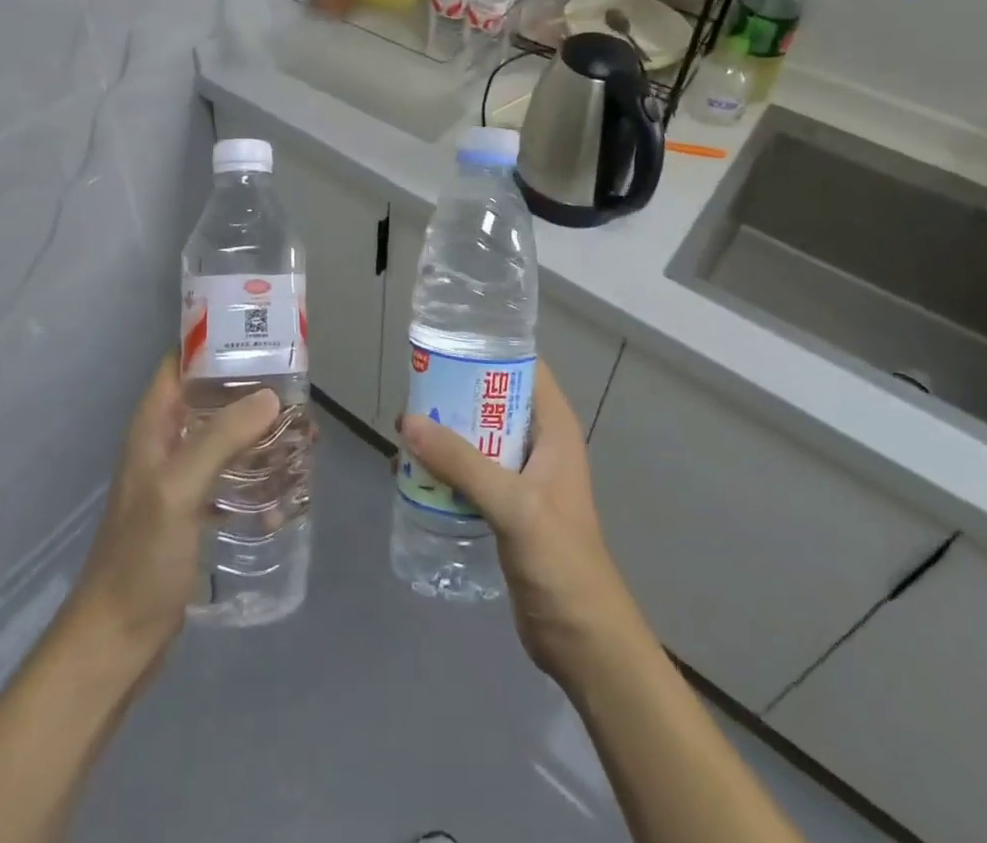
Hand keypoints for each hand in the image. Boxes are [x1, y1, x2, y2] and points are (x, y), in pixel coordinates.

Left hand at [64, 354, 280, 663]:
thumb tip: (272, 396)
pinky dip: (258, 475)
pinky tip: (289, 489)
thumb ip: (220, 439)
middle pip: (212, 398)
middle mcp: (167, 443)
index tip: (261, 336)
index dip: (216, 342)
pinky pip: (232, 477)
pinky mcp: (194, 510)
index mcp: (153, 426)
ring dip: (261, 433)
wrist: (117, 643)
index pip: (181, 362)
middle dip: (253, 391)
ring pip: (227, 437)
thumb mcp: (178, 490)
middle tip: (299, 390)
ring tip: (304, 435)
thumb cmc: (140, 558)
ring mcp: (180, 478)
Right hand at [400, 362, 638, 679]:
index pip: (524, 368)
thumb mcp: (513, 504)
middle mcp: (539, 444)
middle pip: (493, 401)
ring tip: (403, 433)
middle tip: (411, 394)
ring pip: (478, 438)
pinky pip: (472, 473)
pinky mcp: (507, 508)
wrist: (582, 640)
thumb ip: (462, 463)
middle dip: (455, 395)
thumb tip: (407, 420)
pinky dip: (445, 469)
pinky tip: (412, 475)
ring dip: (445, 435)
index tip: (444, 347)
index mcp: (554, 429)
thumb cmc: (560, 561)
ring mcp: (523, 478)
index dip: (488, 351)